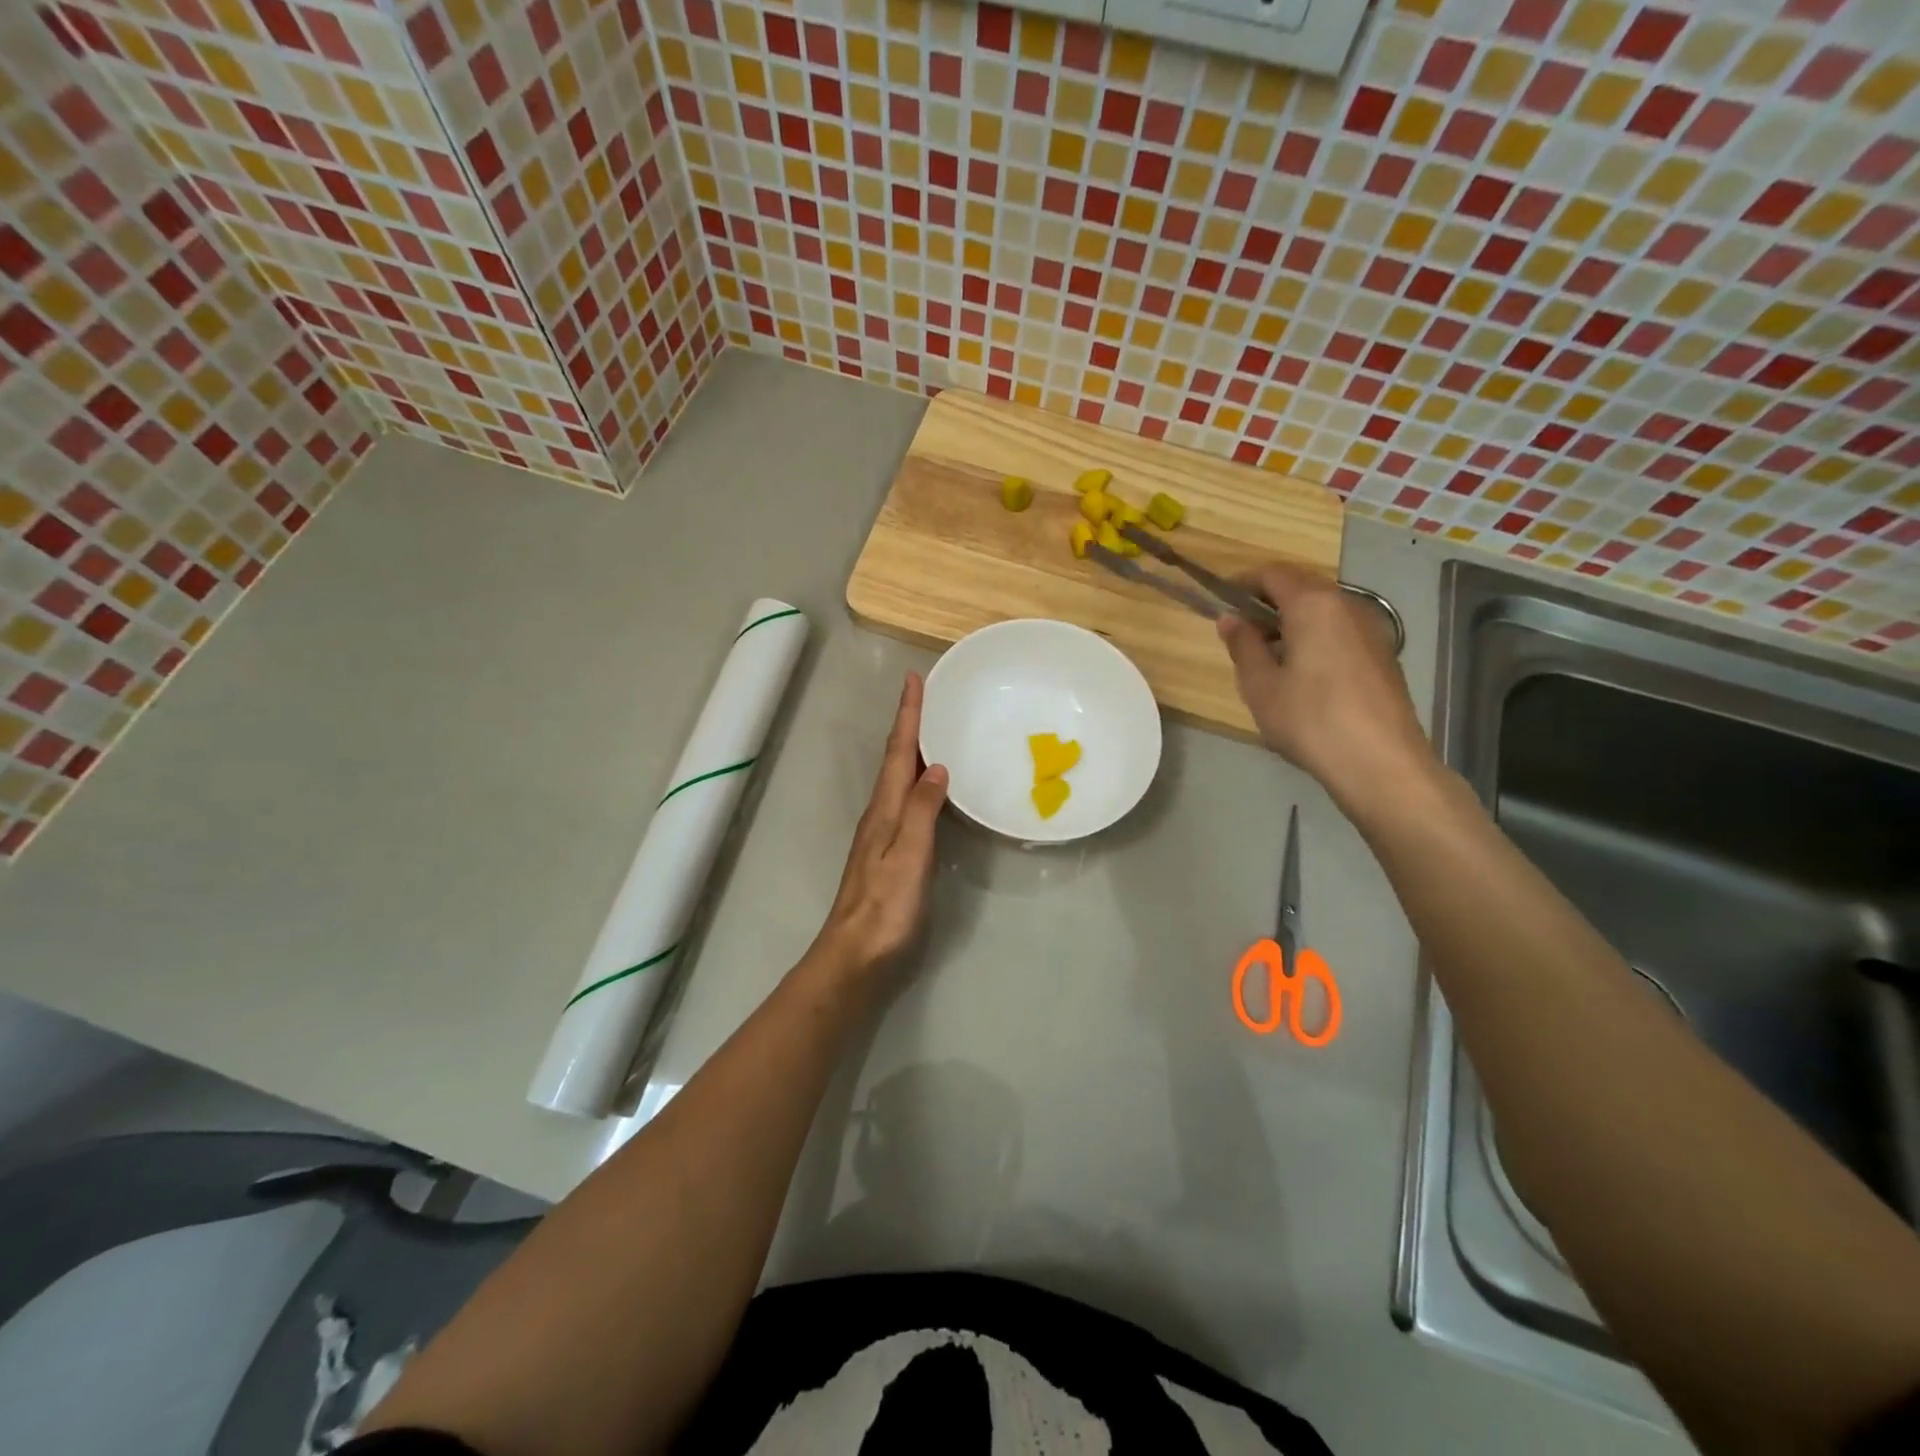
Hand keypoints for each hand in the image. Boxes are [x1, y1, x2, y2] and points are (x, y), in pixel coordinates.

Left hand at [809, 673, 948, 980]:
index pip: (897, 753)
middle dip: (909, 726)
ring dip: (911, 751)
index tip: (913, 680)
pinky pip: (907, 804)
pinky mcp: (891, 855)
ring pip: (899, 780)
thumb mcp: (909, 855)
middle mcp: (881, 815)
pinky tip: (930, 789)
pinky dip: (917, 783)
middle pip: (895, 760)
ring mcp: (883, 836)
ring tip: (930, 731)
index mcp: (885, 810)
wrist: (857, 958)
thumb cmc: (886, 908)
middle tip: (925, 696)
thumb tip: (936, 766)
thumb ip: (923, 811)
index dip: (907, 716)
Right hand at [1217, 565, 1434, 816]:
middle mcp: (1347, 605)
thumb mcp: (1260, 685)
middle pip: (1301, 587)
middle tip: (1241, 636)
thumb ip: (1243, 645)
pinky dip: (1315, 638)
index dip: (1242, 584)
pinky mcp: (1383, 654)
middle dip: (1267, 604)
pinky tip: (1303, 676)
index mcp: (1313, 604)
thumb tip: (1229, 618)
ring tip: (1269, 659)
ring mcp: (1371, 628)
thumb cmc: (1310, 719)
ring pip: (1322, 610)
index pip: (1273, 574)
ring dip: (1291, 622)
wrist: (1380, 762)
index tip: (1221, 605)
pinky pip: (1340, 630)